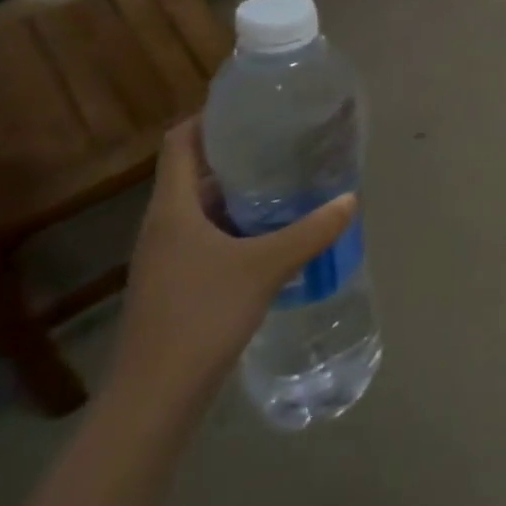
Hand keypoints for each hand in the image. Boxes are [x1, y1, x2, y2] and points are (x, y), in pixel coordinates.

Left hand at [109, 119, 358, 403]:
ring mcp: (166, 258)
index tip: (249, 106)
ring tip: (286, 182)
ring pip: (203, 208)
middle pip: (195, 173)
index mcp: (173, 208)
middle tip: (283, 141)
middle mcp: (163, 225)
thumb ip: (311, 231)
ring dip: (239, 193)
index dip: (208, 117)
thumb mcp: (266, 267)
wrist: (154, 399)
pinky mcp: (175, 284)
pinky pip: (207, 237)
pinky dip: (236, 226)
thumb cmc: (201, 316)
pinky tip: (272, 235)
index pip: (179, 142)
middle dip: (237, 155)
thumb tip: (350, 199)